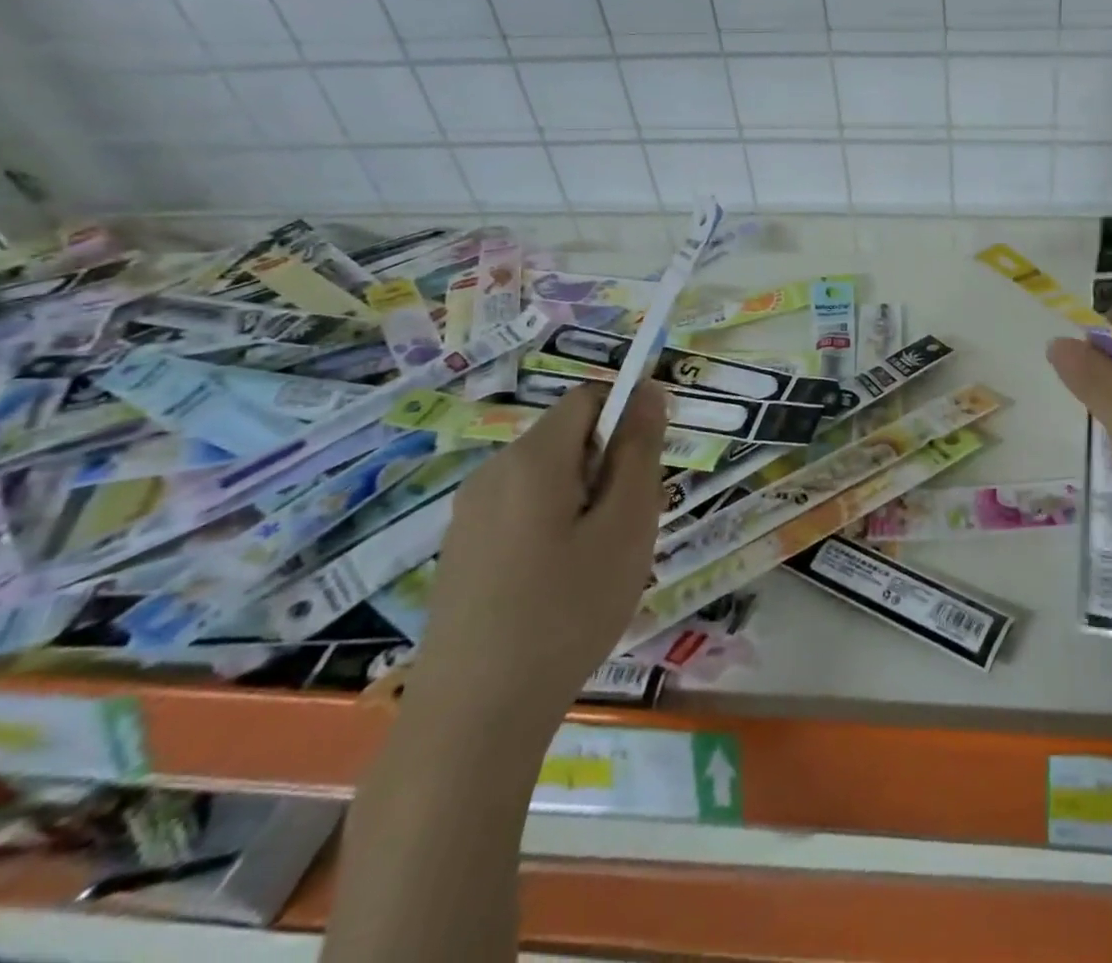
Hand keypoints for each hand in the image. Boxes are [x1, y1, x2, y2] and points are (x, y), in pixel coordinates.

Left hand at [407, 381, 665, 728]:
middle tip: (630, 528)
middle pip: (569, 438)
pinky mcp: (462, 552)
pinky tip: (561, 588)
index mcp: (533, 458)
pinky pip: (523, 513)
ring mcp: (470, 515)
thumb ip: (639, 450)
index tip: (649, 469)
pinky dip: (555, 528)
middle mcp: (493, 473)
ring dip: (586, 500)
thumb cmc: (567, 611)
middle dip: (610, 466)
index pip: (589, 397)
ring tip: (600, 563)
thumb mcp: (626, 525)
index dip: (628, 416)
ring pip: (549, 479)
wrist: (473, 719)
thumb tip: (648, 392)